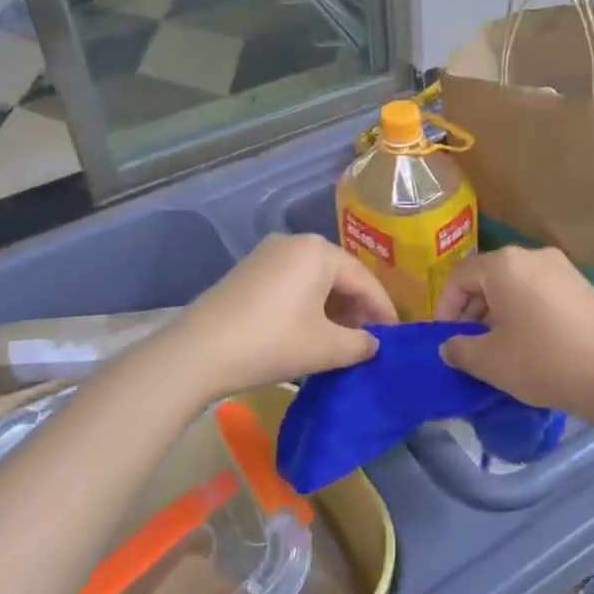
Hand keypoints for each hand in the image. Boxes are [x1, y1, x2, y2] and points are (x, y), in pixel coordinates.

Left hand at [168, 234, 396, 401]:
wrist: (199, 351)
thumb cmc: (273, 342)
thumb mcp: (326, 348)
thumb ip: (360, 344)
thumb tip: (373, 344)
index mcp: (319, 251)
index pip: (364, 279)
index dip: (383, 310)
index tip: (395, 336)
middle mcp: (295, 242)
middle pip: (338, 275)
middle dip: (357, 307)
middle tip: (369, 339)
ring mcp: (267, 254)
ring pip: (313, 279)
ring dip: (332, 307)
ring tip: (341, 339)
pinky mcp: (248, 271)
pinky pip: (291, 283)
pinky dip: (307, 304)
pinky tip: (309, 331)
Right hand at [435, 247, 593, 419]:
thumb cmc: (543, 361)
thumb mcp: (490, 361)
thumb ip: (460, 349)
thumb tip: (448, 346)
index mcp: (504, 264)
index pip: (459, 276)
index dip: (445, 307)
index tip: (445, 338)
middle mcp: (532, 255)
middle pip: (488, 276)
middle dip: (473, 309)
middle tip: (470, 343)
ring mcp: (562, 267)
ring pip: (516, 284)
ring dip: (499, 310)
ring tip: (500, 346)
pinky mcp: (583, 285)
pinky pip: (541, 291)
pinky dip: (526, 310)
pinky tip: (531, 342)